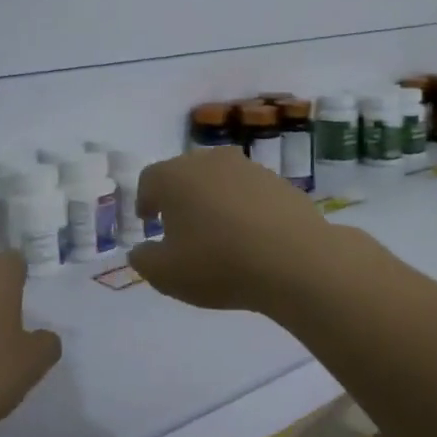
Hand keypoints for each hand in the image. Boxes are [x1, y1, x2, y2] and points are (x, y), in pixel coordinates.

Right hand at [127, 147, 340, 312]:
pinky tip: (251, 237)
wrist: (295, 260)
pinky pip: (251, 193)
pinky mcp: (280, 182)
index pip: (150, 179)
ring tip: (218, 234)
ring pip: (221, 180)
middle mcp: (211, 161)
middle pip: (186, 174)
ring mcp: (249, 168)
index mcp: (176, 176)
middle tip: (180, 227)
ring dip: (214, 201)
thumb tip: (141, 249)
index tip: (149, 221)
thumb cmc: (218, 264)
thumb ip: (144, 259)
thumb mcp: (166, 274)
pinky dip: (245, 208)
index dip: (145, 200)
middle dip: (179, 198)